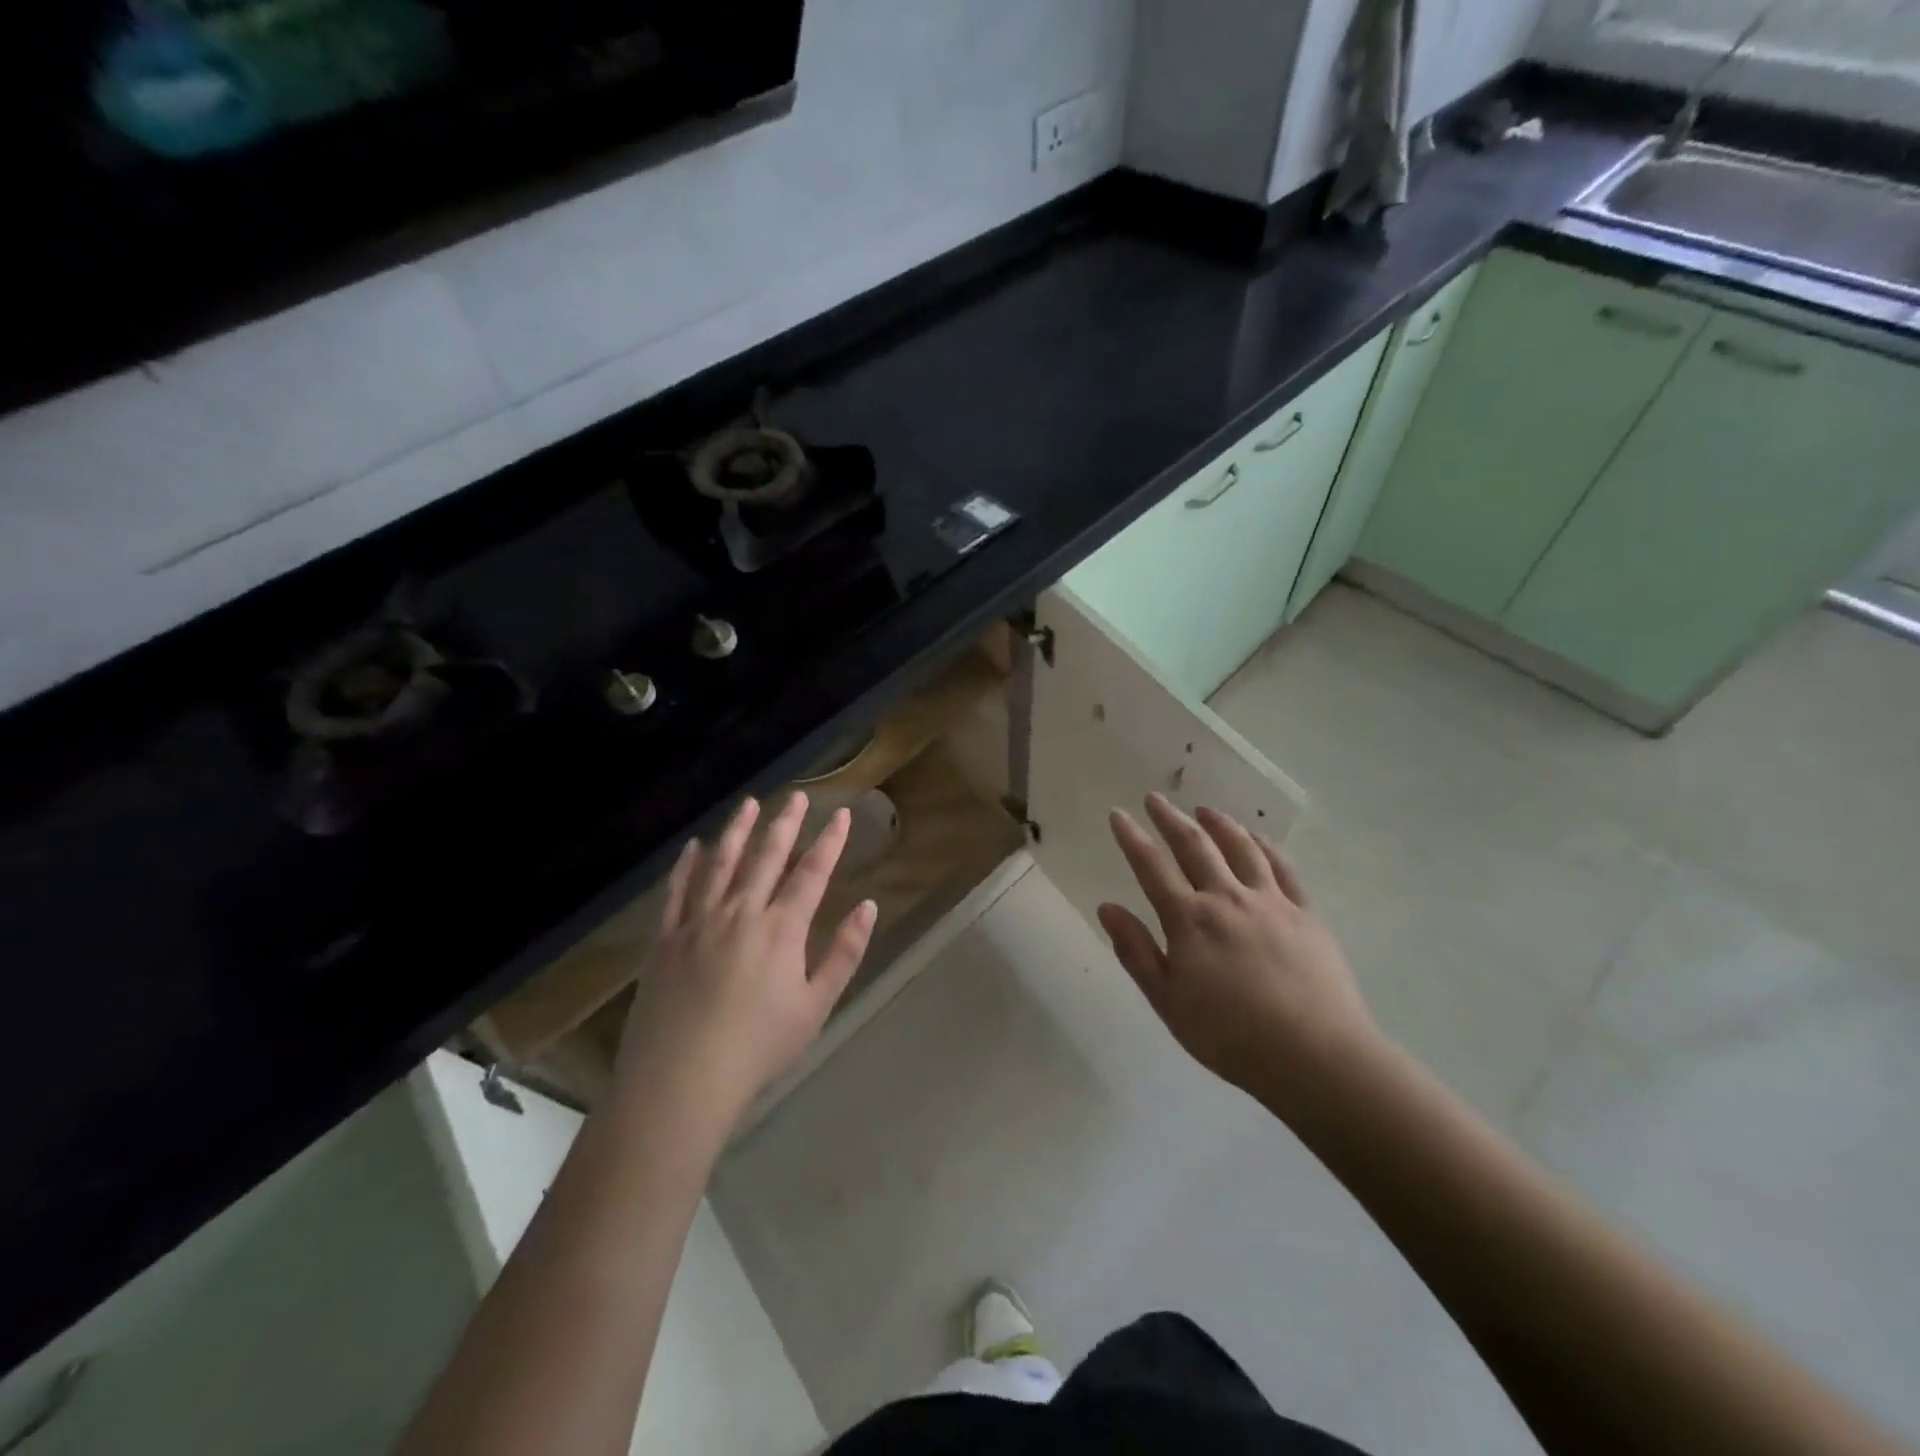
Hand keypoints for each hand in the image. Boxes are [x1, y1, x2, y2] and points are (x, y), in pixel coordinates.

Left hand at [615, 793, 876, 1132]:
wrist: (681, 1079)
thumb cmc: (758, 1047)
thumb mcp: (816, 1006)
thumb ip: (844, 953)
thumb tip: (868, 906)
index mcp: (782, 928)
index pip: (812, 873)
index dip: (830, 841)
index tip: (842, 814)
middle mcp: (741, 912)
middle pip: (767, 857)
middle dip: (785, 824)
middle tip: (797, 796)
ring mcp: (699, 921)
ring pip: (721, 863)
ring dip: (738, 831)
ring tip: (749, 804)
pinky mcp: (666, 938)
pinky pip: (678, 891)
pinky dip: (688, 866)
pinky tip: (695, 847)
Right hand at [1097, 794, 1377, 1105]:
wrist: (1315, 1056)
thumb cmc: (1230, 1036)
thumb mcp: (1168, 1001)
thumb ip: (1136, 951)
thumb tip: (1107, 907)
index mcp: (1189, 920)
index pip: (1151, 867)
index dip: (1132, 838)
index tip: (1118, 814)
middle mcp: (1226, 898)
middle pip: (1194, 845)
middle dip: (1171, 819)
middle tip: (1155, 799)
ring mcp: (1271, 902)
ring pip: (1241, 848)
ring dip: (1219, 824)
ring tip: (1205, 810)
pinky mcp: (1306, 913)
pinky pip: (1283, 867)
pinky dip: (1265, 846)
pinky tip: (1257, 839)